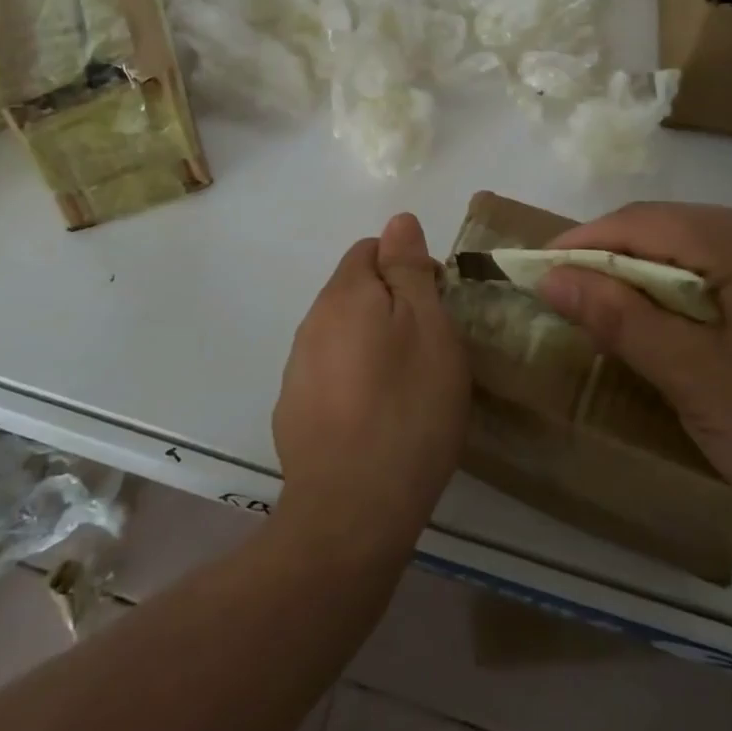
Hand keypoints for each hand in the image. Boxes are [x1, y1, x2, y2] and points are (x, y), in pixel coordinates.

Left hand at [272, 214, 470, 563]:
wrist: (352, 510)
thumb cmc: (407, 408)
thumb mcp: (428, 327)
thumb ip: (408, 269)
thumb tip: (398, 220)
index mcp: (344, 294)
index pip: (371, 249)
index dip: (409, 267)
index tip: (438, 305)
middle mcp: (312, 322)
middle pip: (355, 291)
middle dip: (392, 305)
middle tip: (431, 349)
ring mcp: (297, 369)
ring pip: (342, 334)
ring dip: (373, 344)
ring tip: (408, 387)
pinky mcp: (294, 410)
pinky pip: (330, 374)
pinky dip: (354, 380)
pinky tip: (376, 417)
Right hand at [537, 203, 731, 555]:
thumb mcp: (700, 383)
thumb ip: (622, 321)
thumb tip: (551, 277)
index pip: (642, 222)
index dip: (582, 244)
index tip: (537, 273)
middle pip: (674, 226)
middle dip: (616, 257)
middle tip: (574, 300)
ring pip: (707, 245)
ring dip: (656, 273)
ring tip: (623, 315)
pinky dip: (698, 287)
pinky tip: (691, 325)